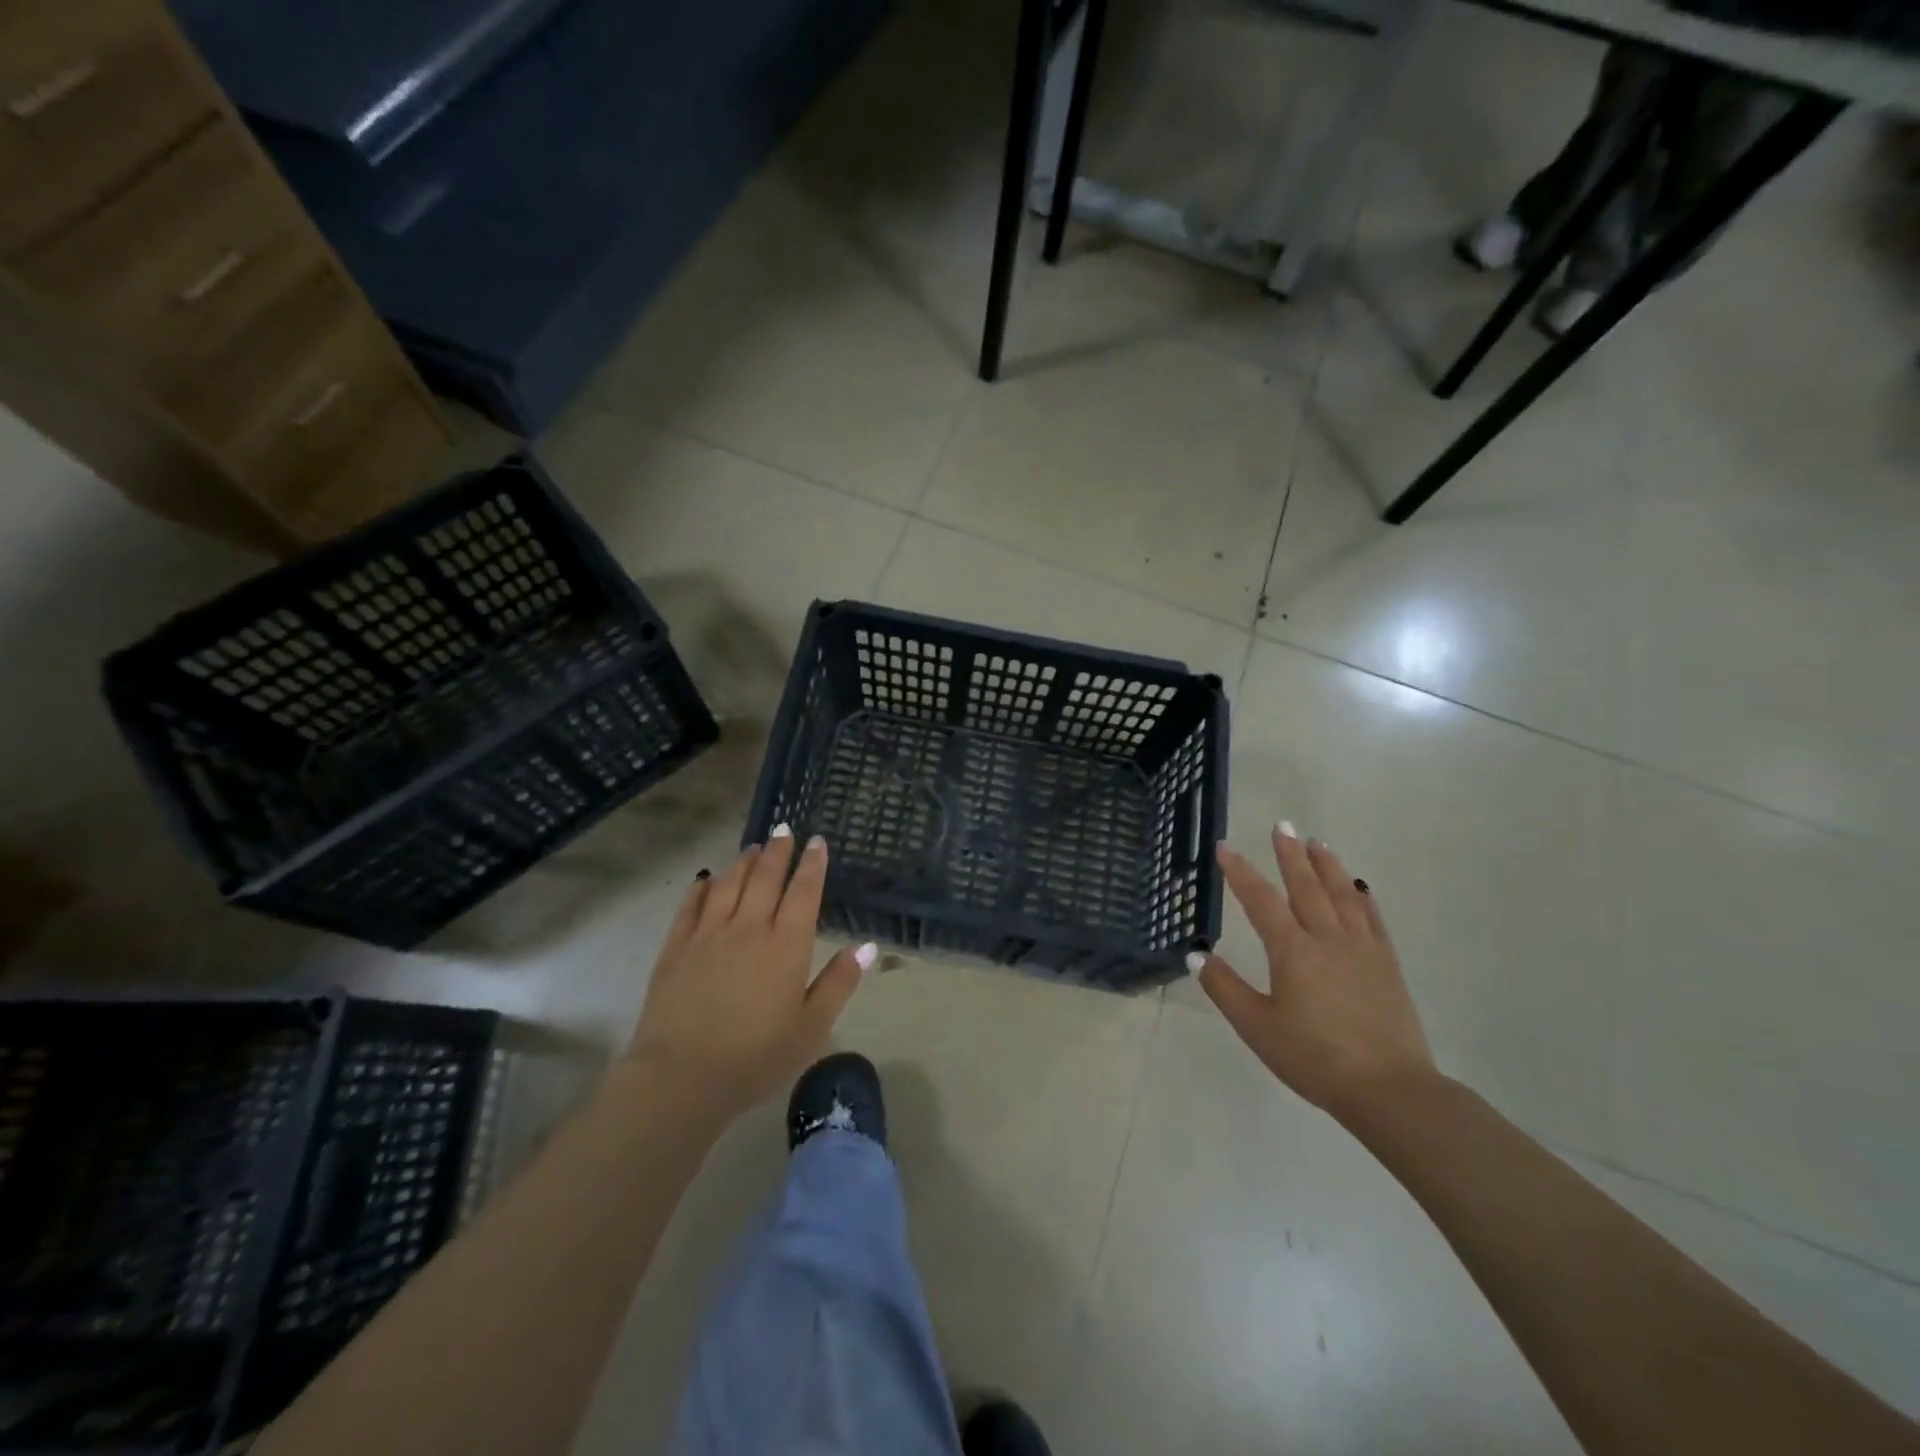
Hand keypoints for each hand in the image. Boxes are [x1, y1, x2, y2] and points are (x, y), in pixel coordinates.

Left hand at [627, 829, 873, 1116]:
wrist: (681, 1077)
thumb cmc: (756, 1057)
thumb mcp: (811, 1027)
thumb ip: (839, 982)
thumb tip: (867, 946)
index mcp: (786, 945)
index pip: (804, 892)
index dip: (812, 864)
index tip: (817, 841)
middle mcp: (749, 927)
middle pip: (766, 877)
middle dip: (778, 851)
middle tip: (784, 830)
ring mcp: (708, 934)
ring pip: (729, 883)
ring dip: (744, 862)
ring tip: (753, 847)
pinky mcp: (676, 946)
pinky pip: (691, 905)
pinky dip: (702, 887)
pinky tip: (706, 879)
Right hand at [1191, 825, 1437, 1119]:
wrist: (1389, 1090)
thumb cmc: (1314, 1058)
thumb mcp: (1257, 1027)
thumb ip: (1225, 988)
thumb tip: (1195, 955)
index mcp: (1292, 951)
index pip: (1261, 900)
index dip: (1240, 872)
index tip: (1225, 848)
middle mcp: (1327, 939)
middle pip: (1306, 887)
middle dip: (1290, 854)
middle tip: (1281, 825)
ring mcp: (1362, 950)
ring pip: (1342, 895)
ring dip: (1327, 866)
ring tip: (1317, 842)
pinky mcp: (1386, 965)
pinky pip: (1373, 920)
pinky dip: (1362, 898)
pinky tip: (1359, 887)